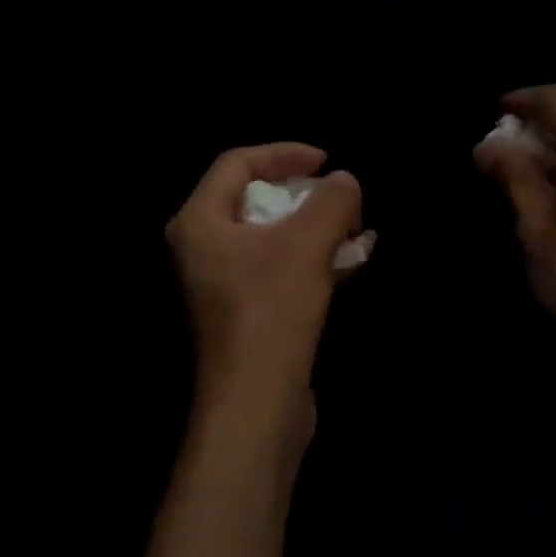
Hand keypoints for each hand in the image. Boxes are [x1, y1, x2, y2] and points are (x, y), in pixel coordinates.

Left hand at [165, 143, 364, 449]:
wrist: (257, 403)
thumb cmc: (272, 311)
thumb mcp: (307, 243)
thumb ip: (331, 201)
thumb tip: (345, 182)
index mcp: (199, 222)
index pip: (237, 164)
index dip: (284, 153)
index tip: (326, 161)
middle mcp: (201, 249)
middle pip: (254, 200)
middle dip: (304, 194)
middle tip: (342, 198)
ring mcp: (221, 285)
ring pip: (271, 238)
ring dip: (314, 229)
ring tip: (356, 229)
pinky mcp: (245, 314)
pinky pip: (278, 270)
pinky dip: (311, 260)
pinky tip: (350, 262)